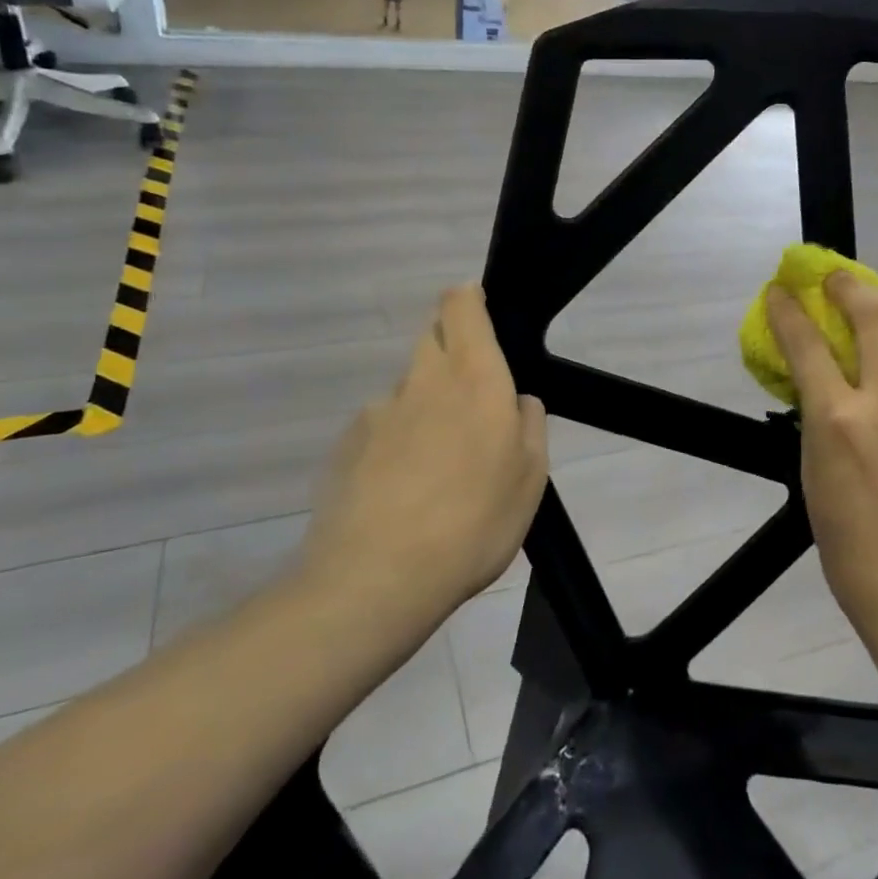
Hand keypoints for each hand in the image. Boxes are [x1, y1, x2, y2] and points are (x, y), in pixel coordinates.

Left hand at [296, 284, 548, 631]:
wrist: (376, 579)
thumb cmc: (474, 522)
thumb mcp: (531, 478)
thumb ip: (530, 425)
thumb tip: (517, 401)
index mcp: (474, 377)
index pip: (460, 305)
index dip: (468, 299)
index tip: (481, 315)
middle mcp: (423, 380)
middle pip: (432, 338)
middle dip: (453, 355)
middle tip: (472, 407)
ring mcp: (378, 410)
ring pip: (409, 388)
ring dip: (425, 406)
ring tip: (437, 467)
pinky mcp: (347, 444)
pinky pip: (381, 427)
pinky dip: (396, 443)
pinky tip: (402, 491)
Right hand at [766, 274, 877, 658]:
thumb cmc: (852, 549)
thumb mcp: (813, 477)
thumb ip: (816, 420)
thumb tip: (817, 382)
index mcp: (838, 421)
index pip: (806, 344)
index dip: (787, 310)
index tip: (779, 292)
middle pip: (873, 314)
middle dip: (848, 285)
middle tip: (836, 280)